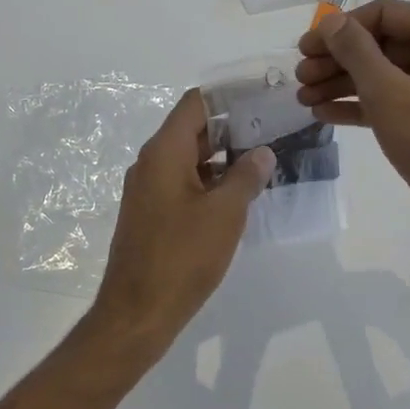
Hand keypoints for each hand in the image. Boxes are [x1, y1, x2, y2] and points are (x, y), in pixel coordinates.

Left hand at [92, 90, 273, 346]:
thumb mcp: (225, 214)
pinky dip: (209, 181)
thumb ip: (246, 177)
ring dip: (222, 157)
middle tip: (272, 129)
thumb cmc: (182, 257)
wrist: (137, 313)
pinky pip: (182, 183)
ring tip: (263, 160)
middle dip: (231, 127)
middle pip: (192, 129)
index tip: (261, 97)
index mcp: (164, 152)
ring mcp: (148, 190)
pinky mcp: (151, 214)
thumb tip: (262, 153)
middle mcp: (151, 163)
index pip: (195, 104)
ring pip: (188, 158)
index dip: (228, 96)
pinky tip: (238, 194)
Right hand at [296, 1, 409, 267]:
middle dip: (338, 59)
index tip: (306, 47)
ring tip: (303, 97)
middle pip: (382, 44)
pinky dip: (359, 106)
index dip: (342, 28)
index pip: (385, 13)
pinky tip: (324, 114)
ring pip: (383, 75)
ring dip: (341, 83)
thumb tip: (330, 20)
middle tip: (299, 75)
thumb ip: (355, 50)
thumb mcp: (387, 90)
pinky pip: (391, 102)